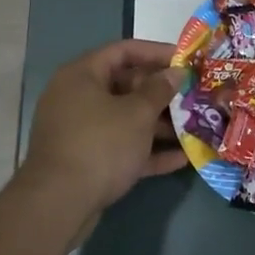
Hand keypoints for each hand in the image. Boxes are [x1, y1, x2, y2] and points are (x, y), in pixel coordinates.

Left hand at [19, 39, 187, 222]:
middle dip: (162, 93)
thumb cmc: (100, 145)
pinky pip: (121, 147)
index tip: (186, 60)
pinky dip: (147, 150)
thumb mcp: (136, 113)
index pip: (123, 51)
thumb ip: (159, 90)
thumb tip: (176, 72)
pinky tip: (182, 158)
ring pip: (125, 119)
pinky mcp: (87, 160)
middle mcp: (77, 97)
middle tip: (194, 96)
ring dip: (159, 124)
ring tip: (195, 128)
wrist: (59, 203)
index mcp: (82, 75)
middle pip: (125, 86)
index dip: (156, 52)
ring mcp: (80, 131)